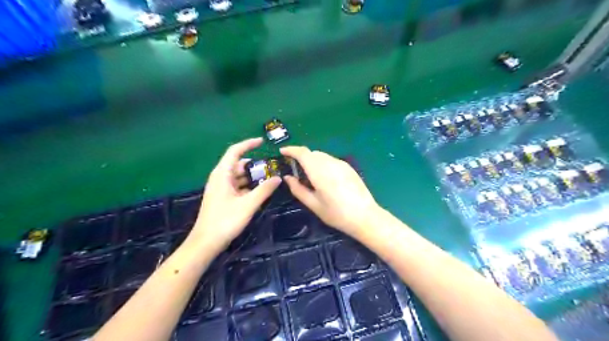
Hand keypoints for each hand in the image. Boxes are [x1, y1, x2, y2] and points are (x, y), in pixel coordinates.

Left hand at [191, 137, 280, 250]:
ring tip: (269, 178)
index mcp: (222, 174)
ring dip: (253, 176)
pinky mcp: (223, 197)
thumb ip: (264, 190)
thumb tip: (278, 178)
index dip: (248, 144)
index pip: (235, 151)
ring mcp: (221, 188)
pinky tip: (260, 191)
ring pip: (239, 176)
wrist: (206, 242)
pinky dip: (249, 185)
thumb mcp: (248, 204)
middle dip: (255, 164)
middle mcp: (220, 178)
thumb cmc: (225, 221)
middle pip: (238, 164)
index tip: (262, 142)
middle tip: (272, 167)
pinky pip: (238, 185)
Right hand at [281, 147, 378, 237]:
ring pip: (322, 156)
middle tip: (295, 169)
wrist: (365, 216)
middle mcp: (330, 163)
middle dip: (301, 157)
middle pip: (312, 153)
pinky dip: (323, 163)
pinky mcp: (349, 167)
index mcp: (319, 172)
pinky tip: (324, 178)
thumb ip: (298, 189)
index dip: (291, 150)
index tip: (282, 152)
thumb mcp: (314, 205)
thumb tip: (288, 177)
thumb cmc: (337, 214)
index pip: (302, 153)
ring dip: (312, 160)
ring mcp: (342, 164)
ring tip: (310, 175)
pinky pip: (331, 160)